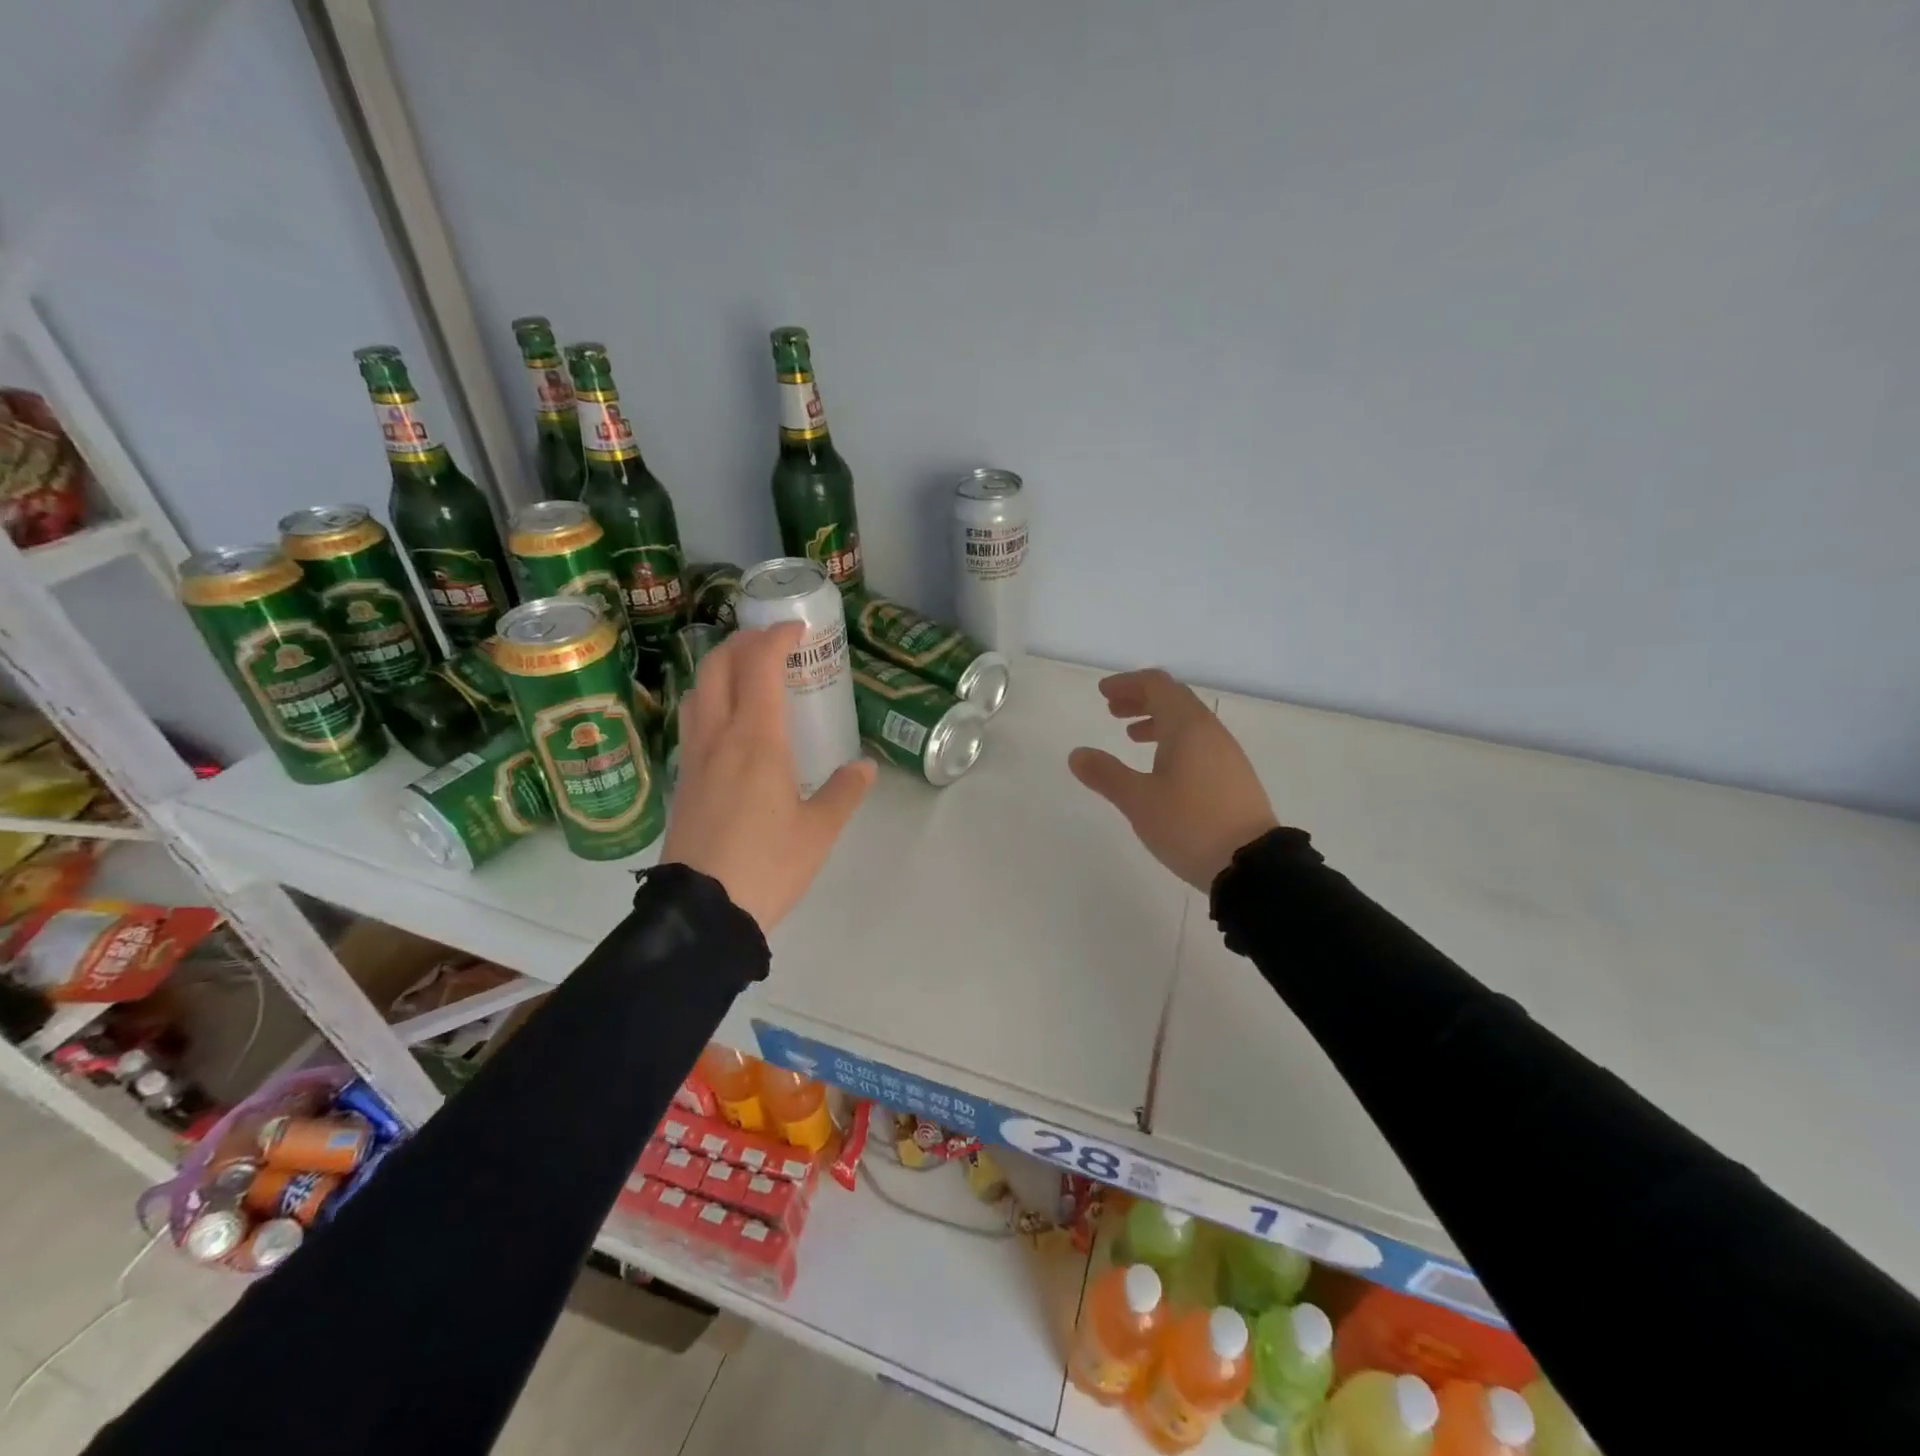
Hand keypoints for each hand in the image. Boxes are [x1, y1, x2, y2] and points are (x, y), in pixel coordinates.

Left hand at [661, 624, 876, 932]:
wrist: (702, 913)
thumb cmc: (767, 866)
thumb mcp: (818, 832)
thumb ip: (844, 793)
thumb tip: (865, 768)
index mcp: (756, 741)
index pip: (759, 666)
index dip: (775, 637)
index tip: (796, 629)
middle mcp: (718, 737)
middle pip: (716, 666)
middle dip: (741, 642)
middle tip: (770, 643)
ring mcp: (693, 758)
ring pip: (696, 691)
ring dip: (719, 668)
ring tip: (746, 674)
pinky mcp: (682, 781)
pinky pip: (692, 721)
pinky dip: (710, 700)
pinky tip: (729, 724)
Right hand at [1069, 669, 1279, 890]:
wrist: (1252, 865)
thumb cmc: (1190, 824)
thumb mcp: (1139, 801)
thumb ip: (1106, 774)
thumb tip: (1077, 754)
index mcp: (1187, 727)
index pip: (1157, 685)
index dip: (1127, 683)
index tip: (1103, 692)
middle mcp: (1210, 731)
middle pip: (1174, 698)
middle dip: (1140, 699)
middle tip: (1112, 711)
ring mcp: (1226, 754)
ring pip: (1188, 722)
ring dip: (1157, 721)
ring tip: (1131, 737)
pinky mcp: (1233, 776)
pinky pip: (1199, 742)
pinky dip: (1173, 741)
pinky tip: (1161, 768)